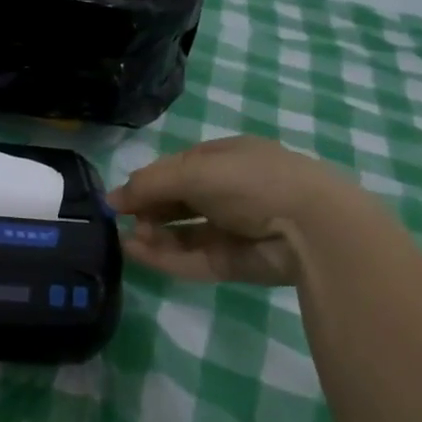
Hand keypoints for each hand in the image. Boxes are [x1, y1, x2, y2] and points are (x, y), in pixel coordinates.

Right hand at [108, 136, 360, 283]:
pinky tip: (138, 253)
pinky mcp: (231, 262)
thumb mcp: (195, 171)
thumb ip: (151, 183)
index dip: (147, 181)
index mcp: (226, 159)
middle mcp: (228, 192)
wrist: (309, 227)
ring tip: (129, 240)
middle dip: (148, 210)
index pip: (178, 168)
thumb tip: (112, 198)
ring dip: (153, 235)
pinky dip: (164, 257)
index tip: (118, 199)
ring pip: (181, 233)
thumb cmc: (252, 182)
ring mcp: (230, 229)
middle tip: (122, 221)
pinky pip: (191, 258)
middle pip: (177, 202)